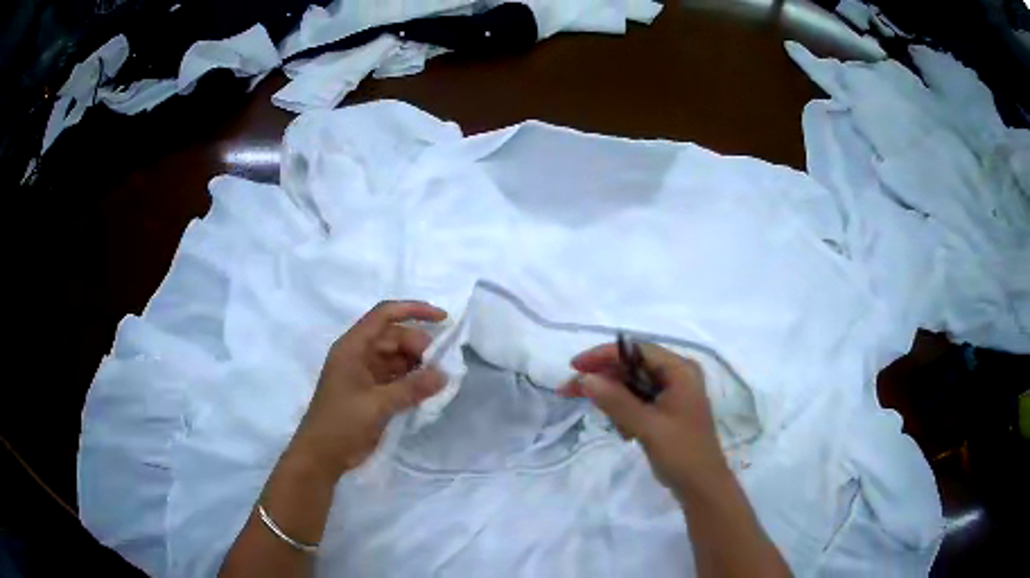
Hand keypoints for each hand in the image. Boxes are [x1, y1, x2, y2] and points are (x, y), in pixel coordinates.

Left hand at [288, 301, 447, 483]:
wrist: (322, 456)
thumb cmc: (342, 423)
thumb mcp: (377, 404)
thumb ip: (411, 388)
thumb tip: (443, 375)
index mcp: (353, 347)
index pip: (384, 315)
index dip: (413, 310)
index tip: (442, 319)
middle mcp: (358, 355)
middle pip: (393, 337)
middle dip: (418, 345)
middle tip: (440, 364)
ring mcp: (364, 374)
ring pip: (396, 358)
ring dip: (417, 364)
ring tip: (438, 376)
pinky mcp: (371, 393)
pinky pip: (396, 378)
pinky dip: (412, 380)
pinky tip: (428, 389)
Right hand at [562, 342, 728, 499]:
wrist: (702, 486)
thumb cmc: (681, 453)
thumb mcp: (647, 426)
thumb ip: (616, 401)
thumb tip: (585, 378)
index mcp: (680, 370)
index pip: (636, 351)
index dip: (603, 355)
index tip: (575, 367)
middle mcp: (677, 375)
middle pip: (632, 367)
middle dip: (603, 380)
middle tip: (569, 391)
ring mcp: (673, 393)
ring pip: (632, 385)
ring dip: (615, 402)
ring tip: (618, 430)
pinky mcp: (667, 410)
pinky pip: (638, 401)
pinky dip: (626, 413)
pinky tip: (627, 435)